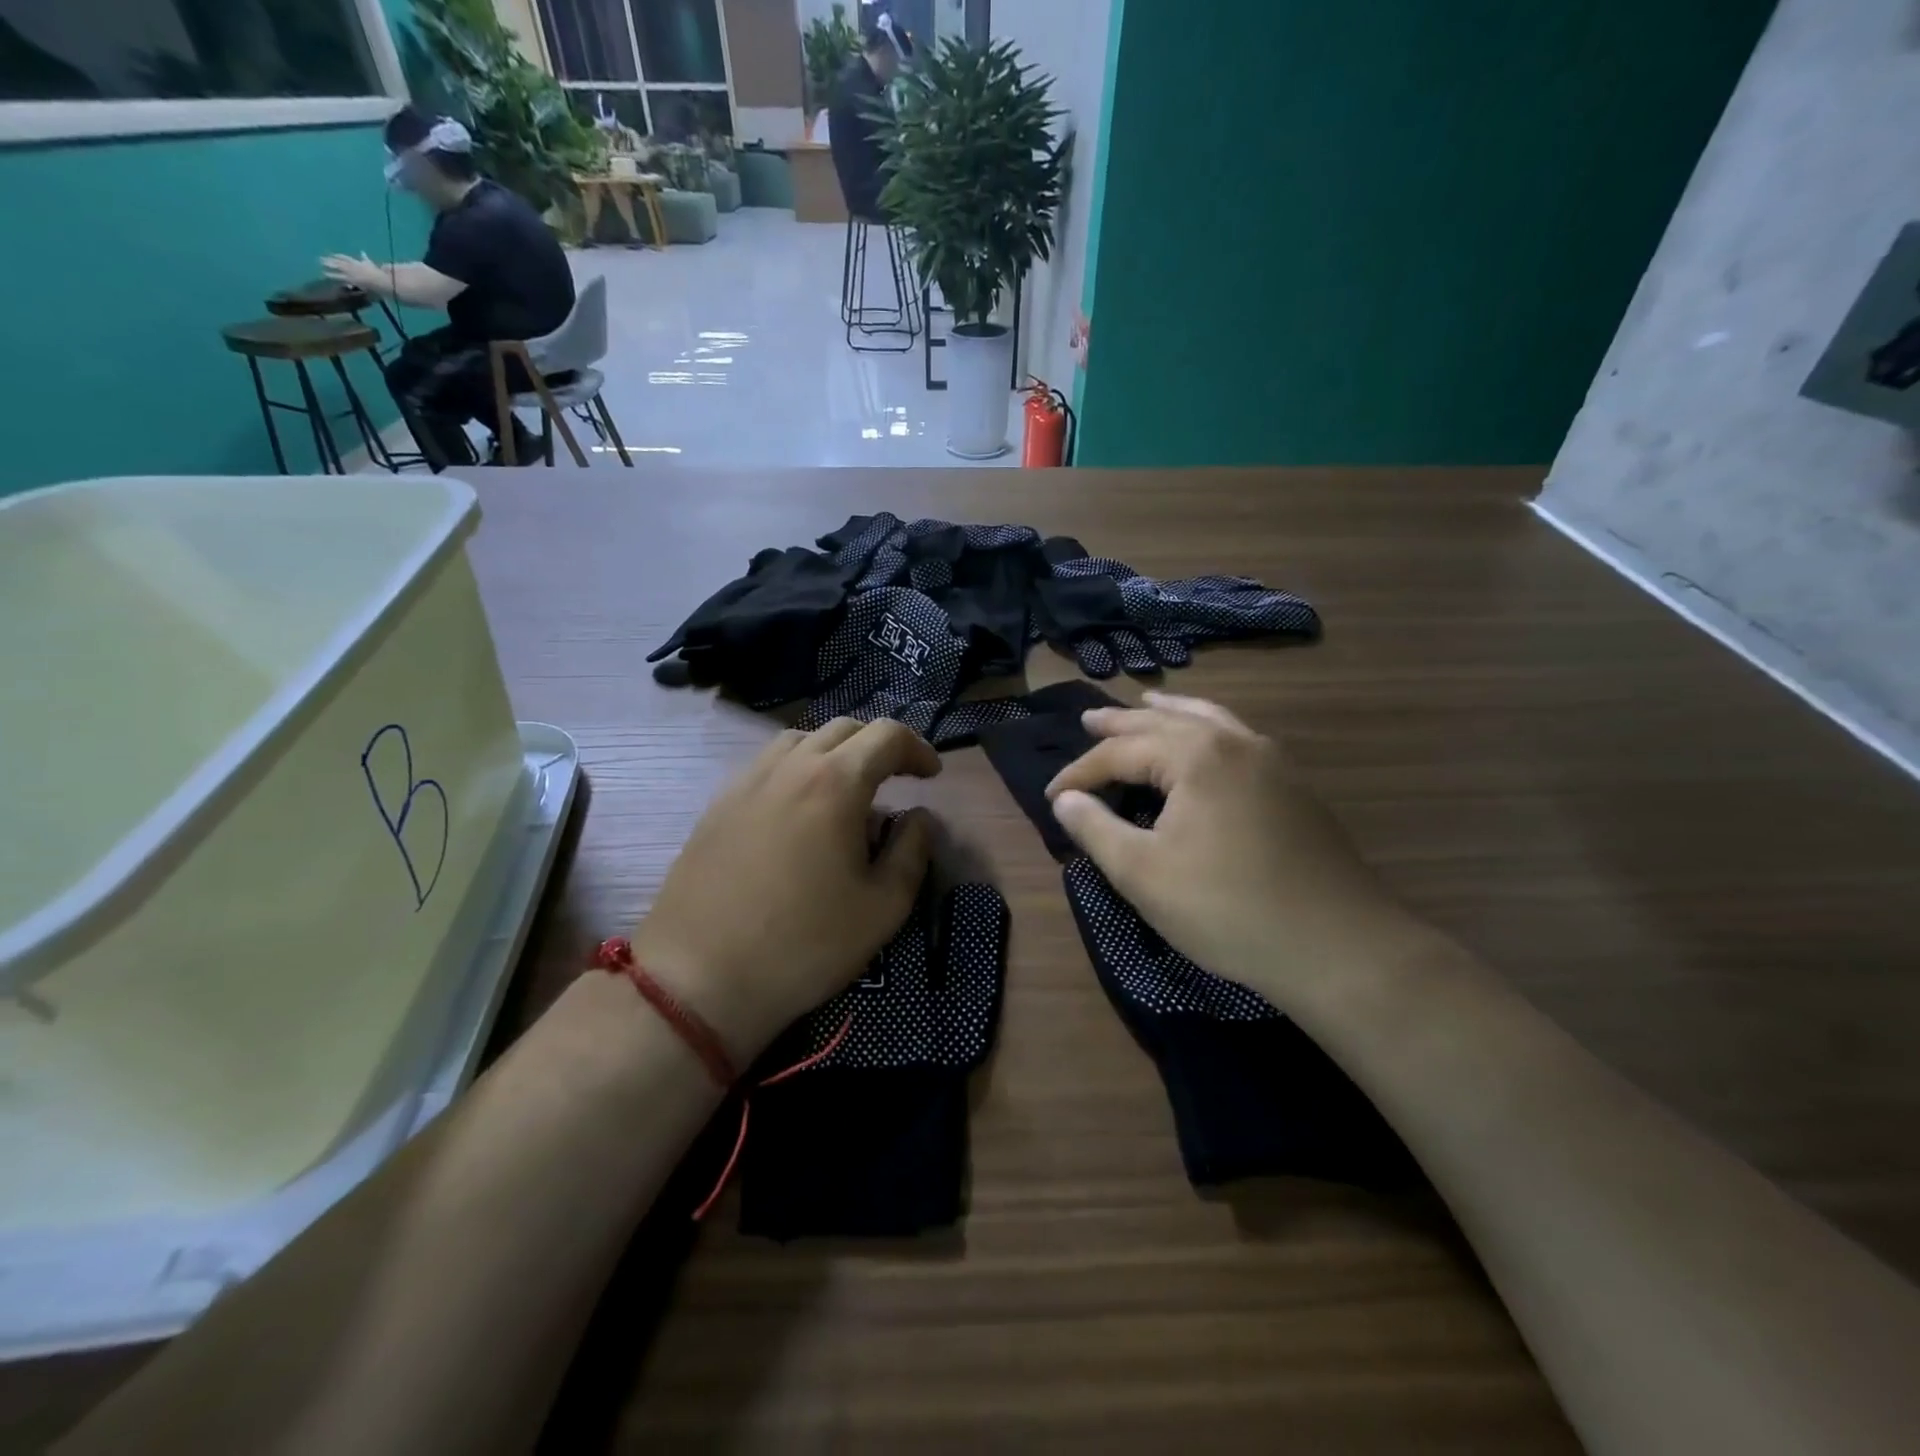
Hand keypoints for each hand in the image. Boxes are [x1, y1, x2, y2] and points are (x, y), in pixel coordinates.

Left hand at [320, 252, 384, 292]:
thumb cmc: (377, 274)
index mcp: (355, 262)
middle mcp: (351, 265)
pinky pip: (339, 276)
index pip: (344, 258)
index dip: (337, 257)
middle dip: (330, 260)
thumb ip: (365, 258)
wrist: (380, 280)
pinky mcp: (351, 278)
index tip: (331, 256)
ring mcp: (350, 272)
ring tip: (320, 264)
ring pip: (336, 267)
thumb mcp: (371, 264)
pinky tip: (325, 273)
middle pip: (338, 261)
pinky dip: (332, 274)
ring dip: (328, 265)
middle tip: (321, 259)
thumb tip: (362, 252)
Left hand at [631, 718, 939, 1064]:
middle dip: (879, 745)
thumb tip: (918, 819)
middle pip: (843, 729)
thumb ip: (912, 852)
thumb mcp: (883, 908)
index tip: (931, 775)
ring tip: (847, 788)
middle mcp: (789, 767)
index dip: (917, 748)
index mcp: (835, 783)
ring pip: (800, 740)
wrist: (698, 978)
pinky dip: (797, 768)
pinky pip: (767, 765)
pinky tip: (799, 809)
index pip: (887, 736)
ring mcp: (747, 782)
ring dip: (835, 751)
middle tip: (897, 777)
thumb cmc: (803, 945)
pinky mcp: (718, 805)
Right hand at [1046, 692, 1417, 1011]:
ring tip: (1147, 701)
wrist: (1338, 946)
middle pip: (1165, 722)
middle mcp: (1234, 743)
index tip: (1052, 798)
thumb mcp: (1143, 873)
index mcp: (1195, 756)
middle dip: (1122, 723)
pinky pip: (1237, 738)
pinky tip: (1206, 742)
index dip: (1080, 773)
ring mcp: (1272, 761)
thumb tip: (1066, 800)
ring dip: (1169, 713)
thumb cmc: (1227, 909)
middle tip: (1088, 719)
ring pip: (1209, 720)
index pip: (1121, 752)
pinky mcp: (1293, 786)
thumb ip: (1096, 829)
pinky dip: (1207, 729)